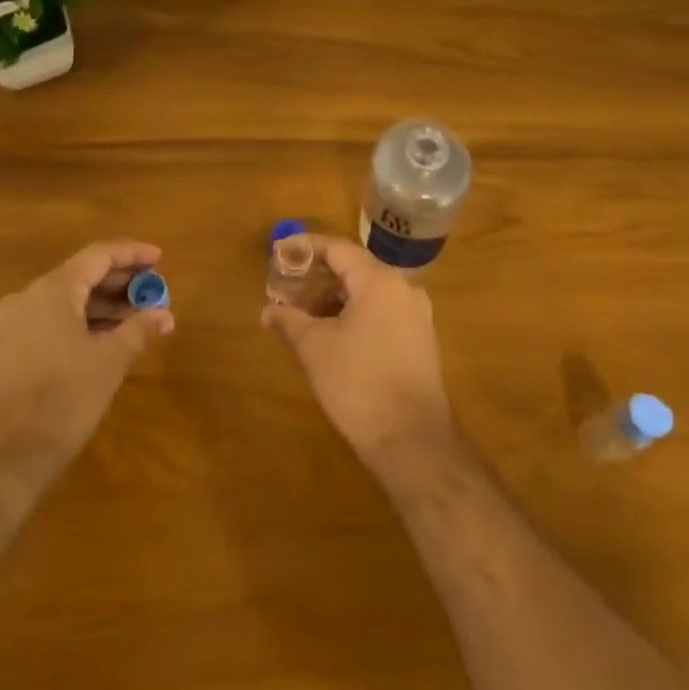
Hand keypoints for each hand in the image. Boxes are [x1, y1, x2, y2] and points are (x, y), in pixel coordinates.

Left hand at [0, 241, 174, 499]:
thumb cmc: (60, 402)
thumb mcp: (109, 362)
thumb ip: (138, 329)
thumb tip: (164, 314)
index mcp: (51, 290)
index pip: (98, 256)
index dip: (132, 254)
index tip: (160, 259)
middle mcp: (25, 298)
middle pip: (80, 276)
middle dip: (119, 283)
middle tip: (152, 293)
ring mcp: (8, 326)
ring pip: (64, 301)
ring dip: (101, 306)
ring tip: (135, 320)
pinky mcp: (1, 353)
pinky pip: (48, 323)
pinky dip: (78, 324)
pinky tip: (102, 342)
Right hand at [262, 239, 453, 470]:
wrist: (412, 440)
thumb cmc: (359, 383)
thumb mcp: (314, 348)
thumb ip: (289, 321)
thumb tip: (268, 311)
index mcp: (378, 280)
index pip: (338, 249)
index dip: (307, 249)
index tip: (281, 253)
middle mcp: (403, 288)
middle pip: (355, 268)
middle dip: (319, 275)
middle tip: (288, 287)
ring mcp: (416, 314)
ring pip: (369, 291)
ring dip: (337, 296)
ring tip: (306, 312)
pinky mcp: (420, 339)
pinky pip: (383, 311)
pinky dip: (356, 312)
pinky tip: (334, 332)